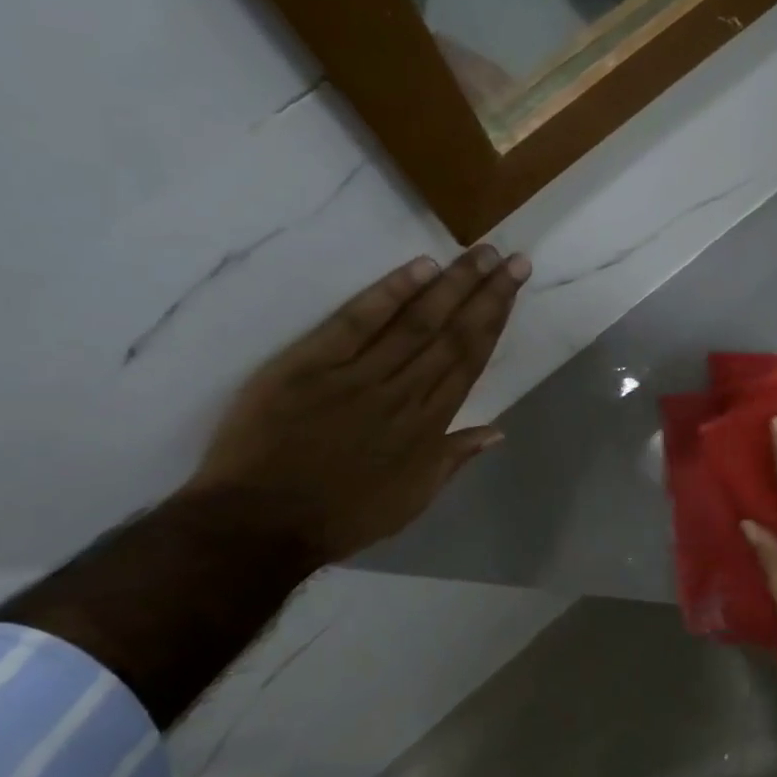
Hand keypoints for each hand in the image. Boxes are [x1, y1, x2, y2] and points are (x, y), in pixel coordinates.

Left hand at [181, 245, 528, 564]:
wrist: (262, 523)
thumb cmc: (343, 516)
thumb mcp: (413, 499)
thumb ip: (454, 458)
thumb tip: (498, 430)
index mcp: (430, 425)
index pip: (470, 360)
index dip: (496, 319)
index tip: (514, 285)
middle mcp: (405, 393)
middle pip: (452, 334)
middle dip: (486, 293)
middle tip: (511, 258)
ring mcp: (359, 375)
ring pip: (416, 322)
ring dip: (452, 285)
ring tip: (479, 254)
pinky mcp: (312, 364)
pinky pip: (357, 322)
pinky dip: (389, 293)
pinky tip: (419, 267)